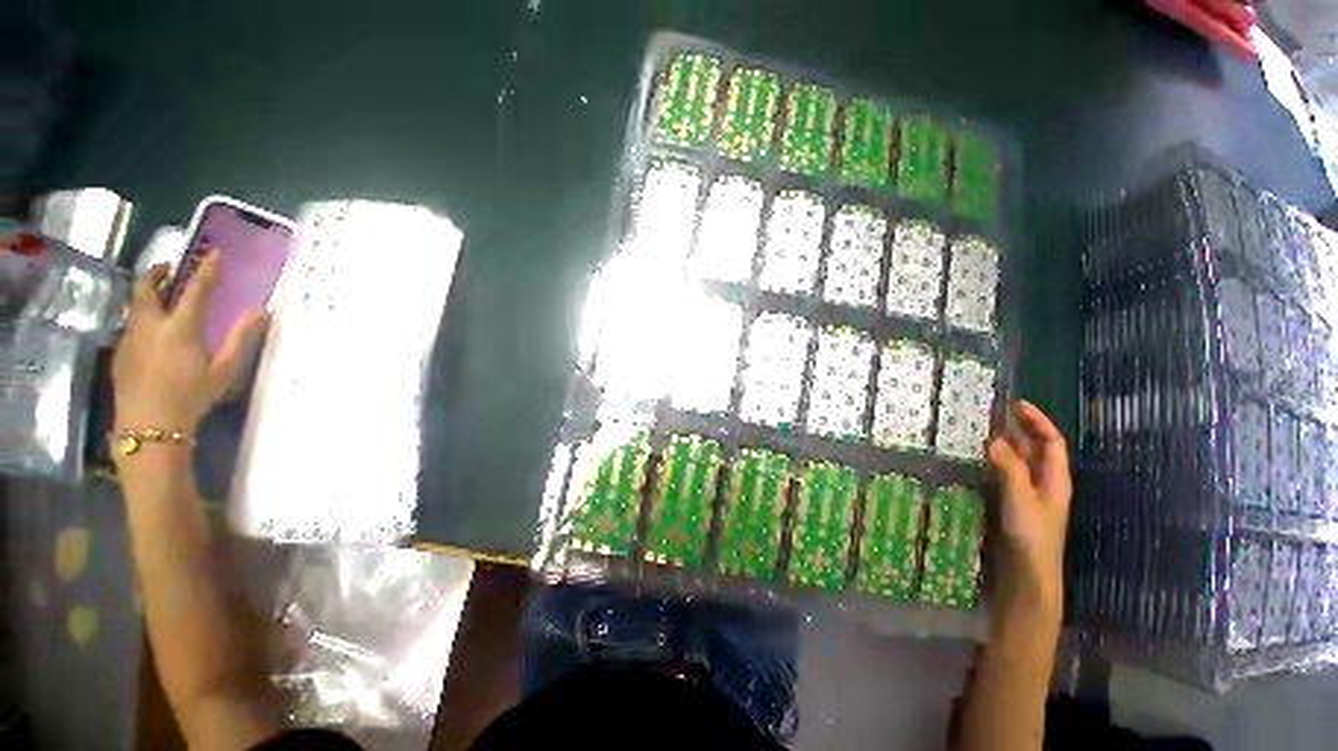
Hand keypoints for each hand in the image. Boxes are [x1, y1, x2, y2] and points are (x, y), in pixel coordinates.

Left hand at [112, 251, 265, 444]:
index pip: (197, 285)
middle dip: (158, 272)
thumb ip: (238, 341)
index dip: (207, 267)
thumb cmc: (188, 405)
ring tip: (152, 306)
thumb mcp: (218, 377)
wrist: (150, 437)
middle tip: (166, 272)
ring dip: (143, 300)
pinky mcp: (119, 358)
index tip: (215, 254)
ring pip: (134, 306)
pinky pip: (126, 332)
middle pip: (149, 284)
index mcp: (180, 323)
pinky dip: (134, 329)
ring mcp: (132, 338)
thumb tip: (262, 312)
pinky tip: (140, 344)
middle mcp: (153, 321)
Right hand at [986, 400, 1071, 626]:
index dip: (1037, 420)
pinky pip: (1005, 493)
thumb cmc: (1031, 541)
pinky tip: (976, 478)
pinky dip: (993, 480)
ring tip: (980, 444)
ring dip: (1003, 458)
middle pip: (1035, 455)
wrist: (1027, 588)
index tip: (1016, 405)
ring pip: (1019, 474)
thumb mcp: (1021, 499)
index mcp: (1056, 480)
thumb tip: (994, 440)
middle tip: (991, 421)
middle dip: (1017, 436)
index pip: (1052, 441)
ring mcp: (1030, 509)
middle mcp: (1045, 490)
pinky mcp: (1014, 525)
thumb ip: (1009, 467)